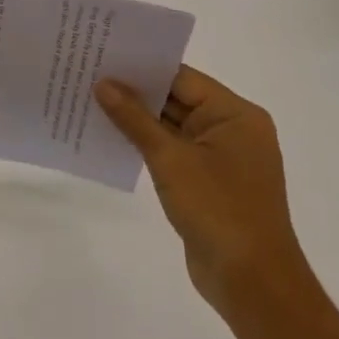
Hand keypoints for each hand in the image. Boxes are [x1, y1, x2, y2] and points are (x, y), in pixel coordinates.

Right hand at [95, 66, 310, 322]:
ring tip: (89, 102)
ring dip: (136, 120)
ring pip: (171, 127)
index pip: (182, 78)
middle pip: (177, 99)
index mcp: (235, 115)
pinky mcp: (208, 182)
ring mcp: (221, 158)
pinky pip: (172, 151)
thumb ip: (134, 119)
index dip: (142, 67)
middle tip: (88, 76)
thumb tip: (103, 84)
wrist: (251, 281)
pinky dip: (145, 145)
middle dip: (134, 92)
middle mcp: (232, 130)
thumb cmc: (217, 209)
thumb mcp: (170, 158)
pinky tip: (110, 138)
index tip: (102, 56)